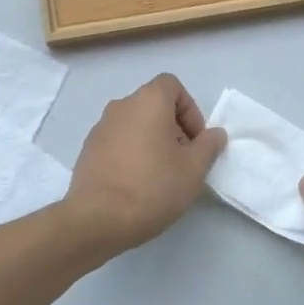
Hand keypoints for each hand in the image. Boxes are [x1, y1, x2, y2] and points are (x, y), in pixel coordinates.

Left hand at [62, 74, 226, 256]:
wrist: (96, 219)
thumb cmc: (152, 187)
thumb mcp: (193, 169)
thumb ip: (208, 146)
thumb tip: (215, 134)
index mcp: (148, 101)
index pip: (172, 85)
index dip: (190, 109)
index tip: (195, 140)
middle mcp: (121, 106)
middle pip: (154, 105)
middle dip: (173, 128)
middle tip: (183, 161)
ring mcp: (100, 127)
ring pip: (135, 124)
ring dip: (152, 141)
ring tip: (160, 176)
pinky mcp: (88, 150)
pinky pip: (118, 141)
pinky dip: (131, 153)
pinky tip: (136, 184)